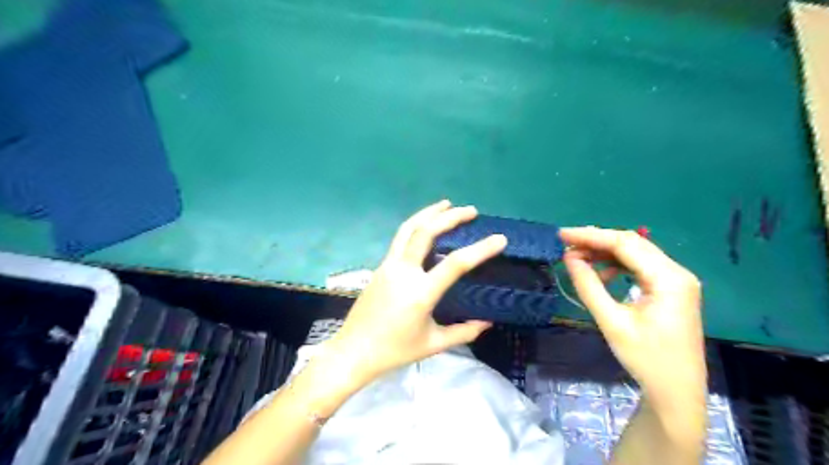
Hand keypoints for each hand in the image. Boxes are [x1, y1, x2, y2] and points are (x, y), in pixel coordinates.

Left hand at [329, 200, 507, 384]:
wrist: (353, 350)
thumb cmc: (395, 351)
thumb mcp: (433, 345)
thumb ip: (463, 332)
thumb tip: (487, 322)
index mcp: (421, 293)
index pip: (456, 264)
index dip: (480, 249)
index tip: (500, 238)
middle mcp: (403, 272)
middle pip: (426, 232)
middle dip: (450, 217)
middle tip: (471, 210)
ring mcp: (388, 266)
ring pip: (408, 229)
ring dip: (428, 213)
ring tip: (446, 204)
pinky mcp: (380, 266)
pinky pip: (400, 239)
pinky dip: (416, 226)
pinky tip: (425, 227)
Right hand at [556, 227, 704, 405]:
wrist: (677, 392)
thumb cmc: (645, 359)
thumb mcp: (611, 322)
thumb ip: (589, 286)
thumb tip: (569, 258)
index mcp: (668, 279)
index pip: (624, 244)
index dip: (590, 236)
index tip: (561, 235)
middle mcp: (677, 273)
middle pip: (632, 244)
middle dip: (597, 241)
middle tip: (566, 244)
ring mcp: (677, 280)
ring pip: (636, 253)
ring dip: (606, 252)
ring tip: (579, 258)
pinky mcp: (671, 289)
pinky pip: (641, 266)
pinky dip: (618, 265)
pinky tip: (602, 274)